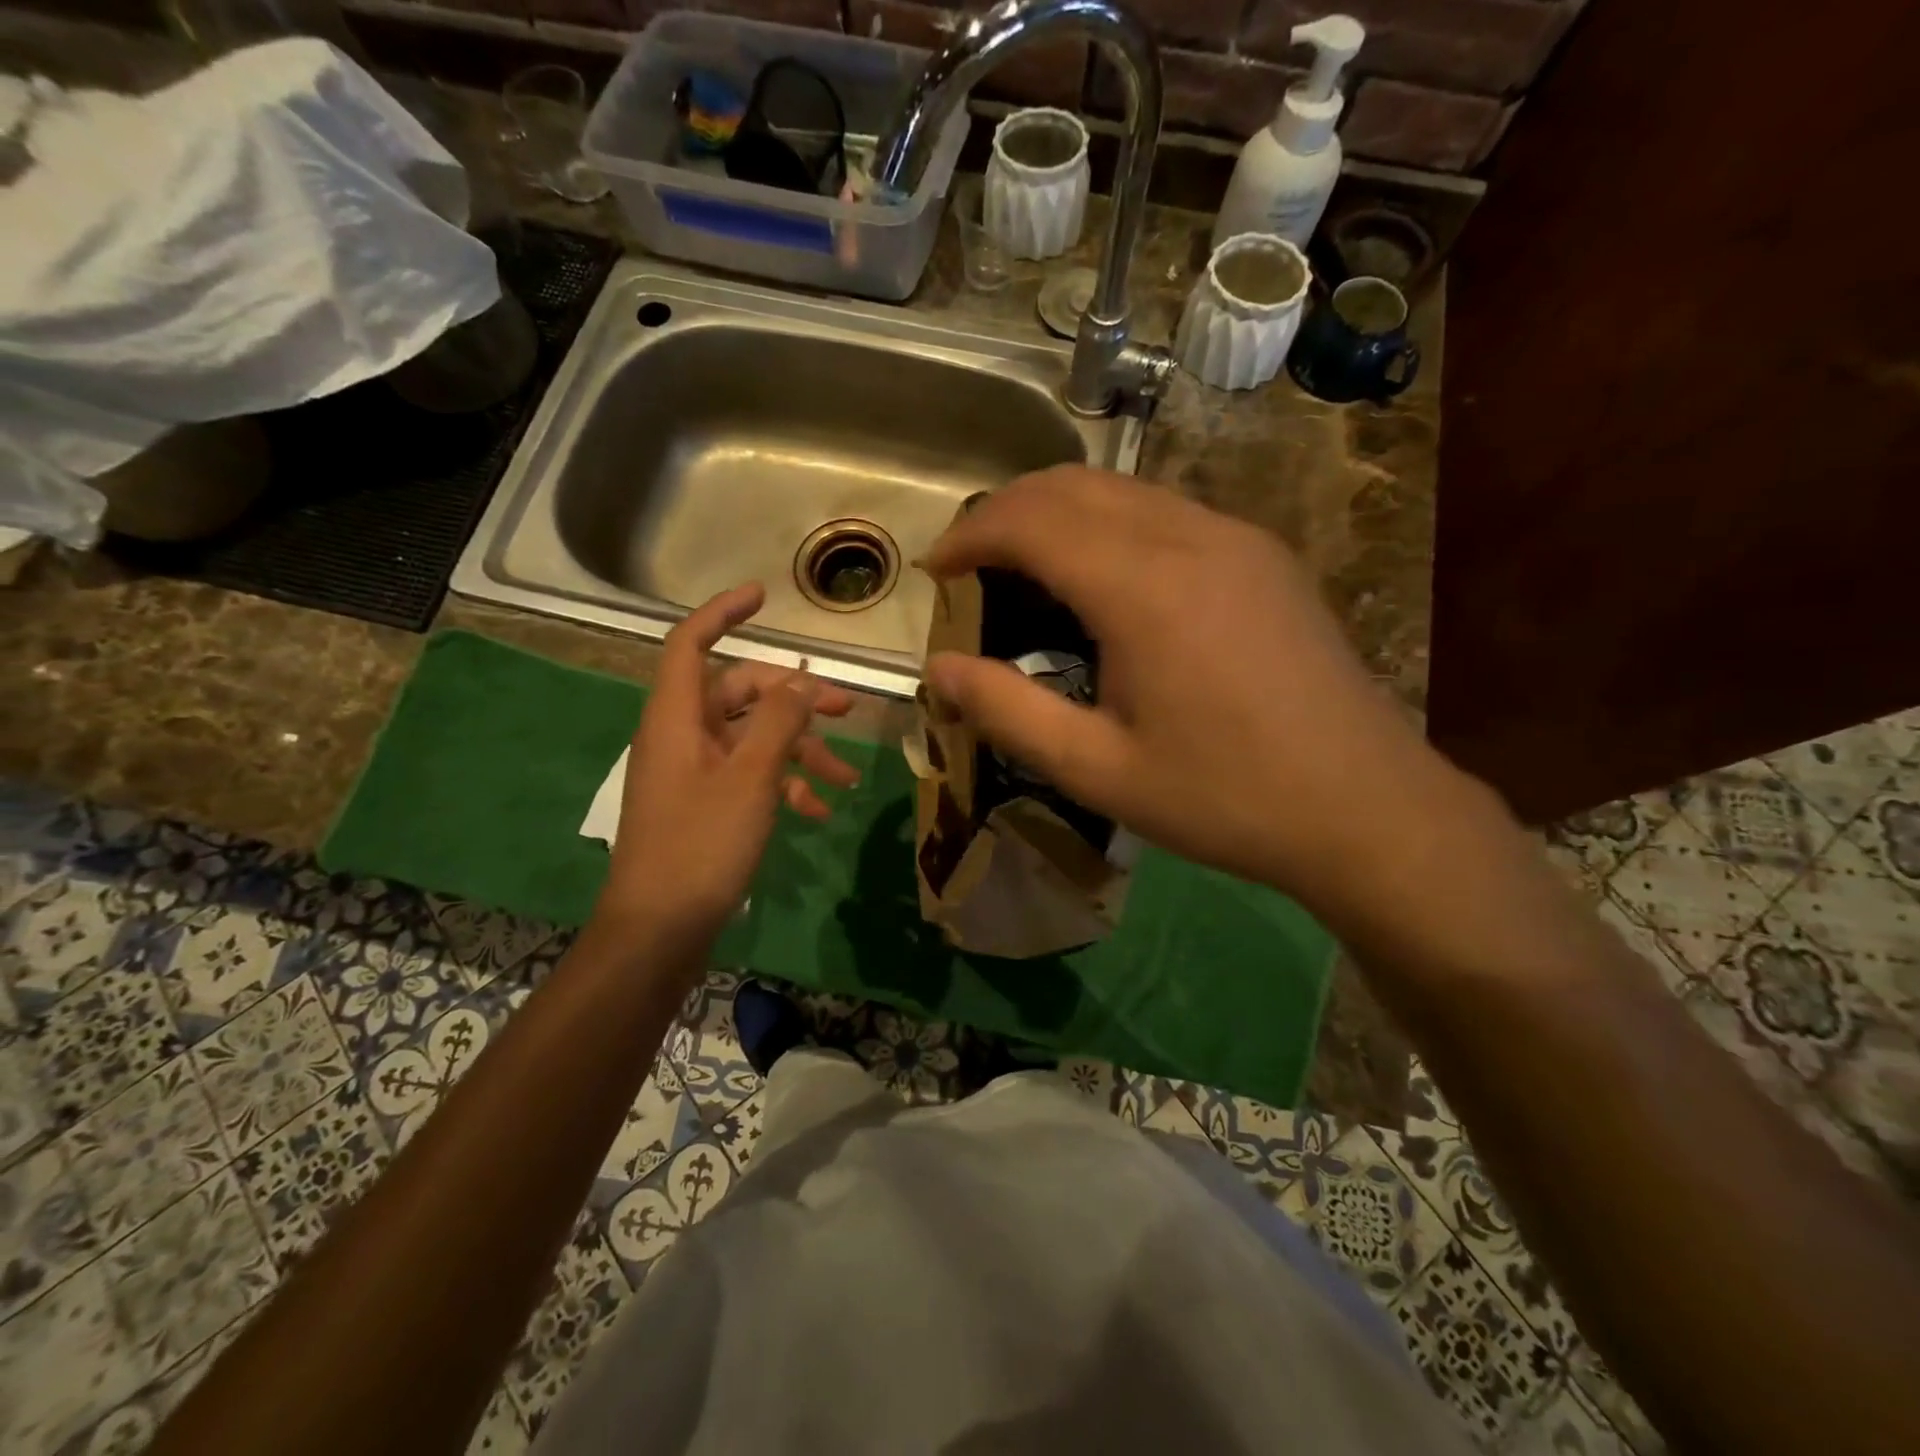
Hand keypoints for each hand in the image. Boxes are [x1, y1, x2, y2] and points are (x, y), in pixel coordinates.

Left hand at [595, 583, 858, 939]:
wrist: (659, 931)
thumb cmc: (700, 846)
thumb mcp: (749, 778)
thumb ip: (778, 722)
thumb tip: (803, 680)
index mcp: (677, 719)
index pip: (690, 644)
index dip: (722, 613)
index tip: (764, 597)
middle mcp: (682, 737)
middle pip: (738, 694)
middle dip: (794, 699)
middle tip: (845, 710)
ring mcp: (693, 774)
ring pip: (752, 740)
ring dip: (800, 753)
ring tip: (847, 779)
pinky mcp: (706, 806)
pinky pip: (749, 779)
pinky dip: (784, 787)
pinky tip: (818, 812)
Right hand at [924, 467, 1462, 921]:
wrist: (1364, 805)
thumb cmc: (1223, 796)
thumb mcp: (1097, 770)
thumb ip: (1008, 712)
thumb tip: (936, 669)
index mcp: (1142, 588)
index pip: (1029, 520)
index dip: (970, 535)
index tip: (935, 571)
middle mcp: (1189, 537)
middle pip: (1071, 484)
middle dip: (1004, 512)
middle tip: (970, 566)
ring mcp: (1235, 537)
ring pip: (1120, 489)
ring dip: (1057, 513)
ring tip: (1024, 570)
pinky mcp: (1263, 554)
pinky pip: (1164, 511)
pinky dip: (1109, 524)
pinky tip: (1103, 581)